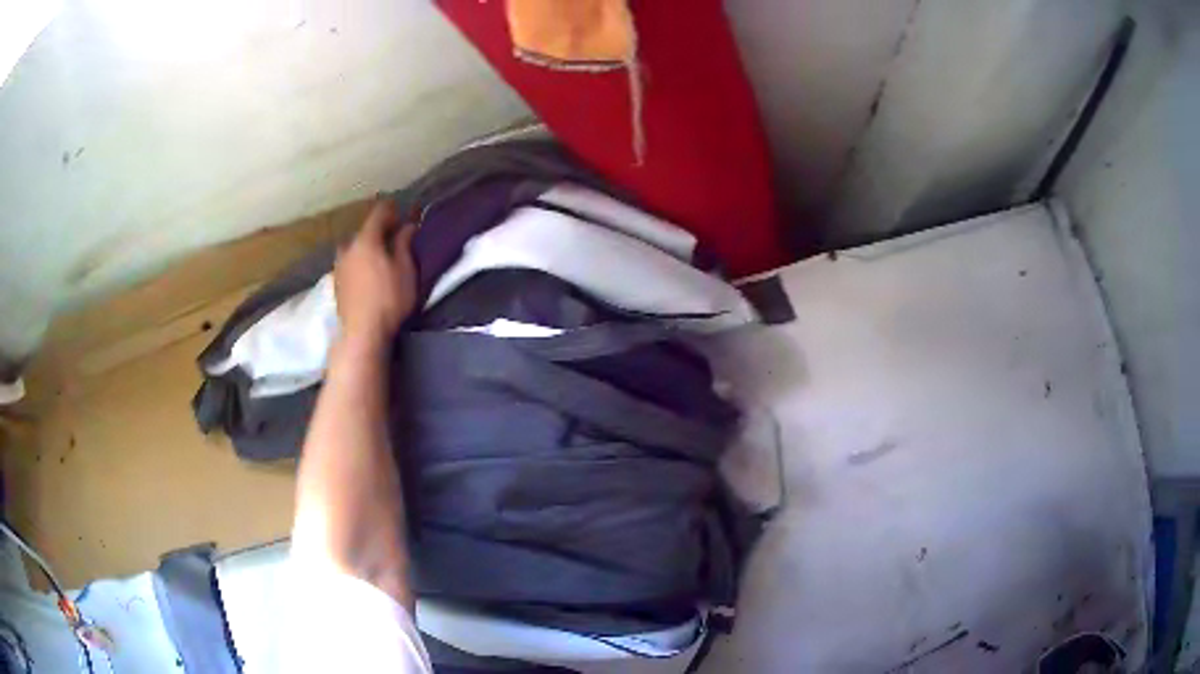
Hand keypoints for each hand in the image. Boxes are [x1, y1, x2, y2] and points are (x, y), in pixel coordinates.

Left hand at [333, 199, 417, 340]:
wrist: (361, 333)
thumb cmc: (388, 300)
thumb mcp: (405, 271)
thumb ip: (404, 245)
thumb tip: (407, 226)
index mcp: (366, 239)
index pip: (379, 212)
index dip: (392, 210)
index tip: (403, 215)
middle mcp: (348, 247)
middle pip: (364, 230)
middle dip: (378, 231)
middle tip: (393, 239)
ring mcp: (338, 265)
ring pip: (354, 247)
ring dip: (366, 248)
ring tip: (379, 259)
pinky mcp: (336, 283)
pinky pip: (349, 262)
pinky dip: (358, 262)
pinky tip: (367, 275)